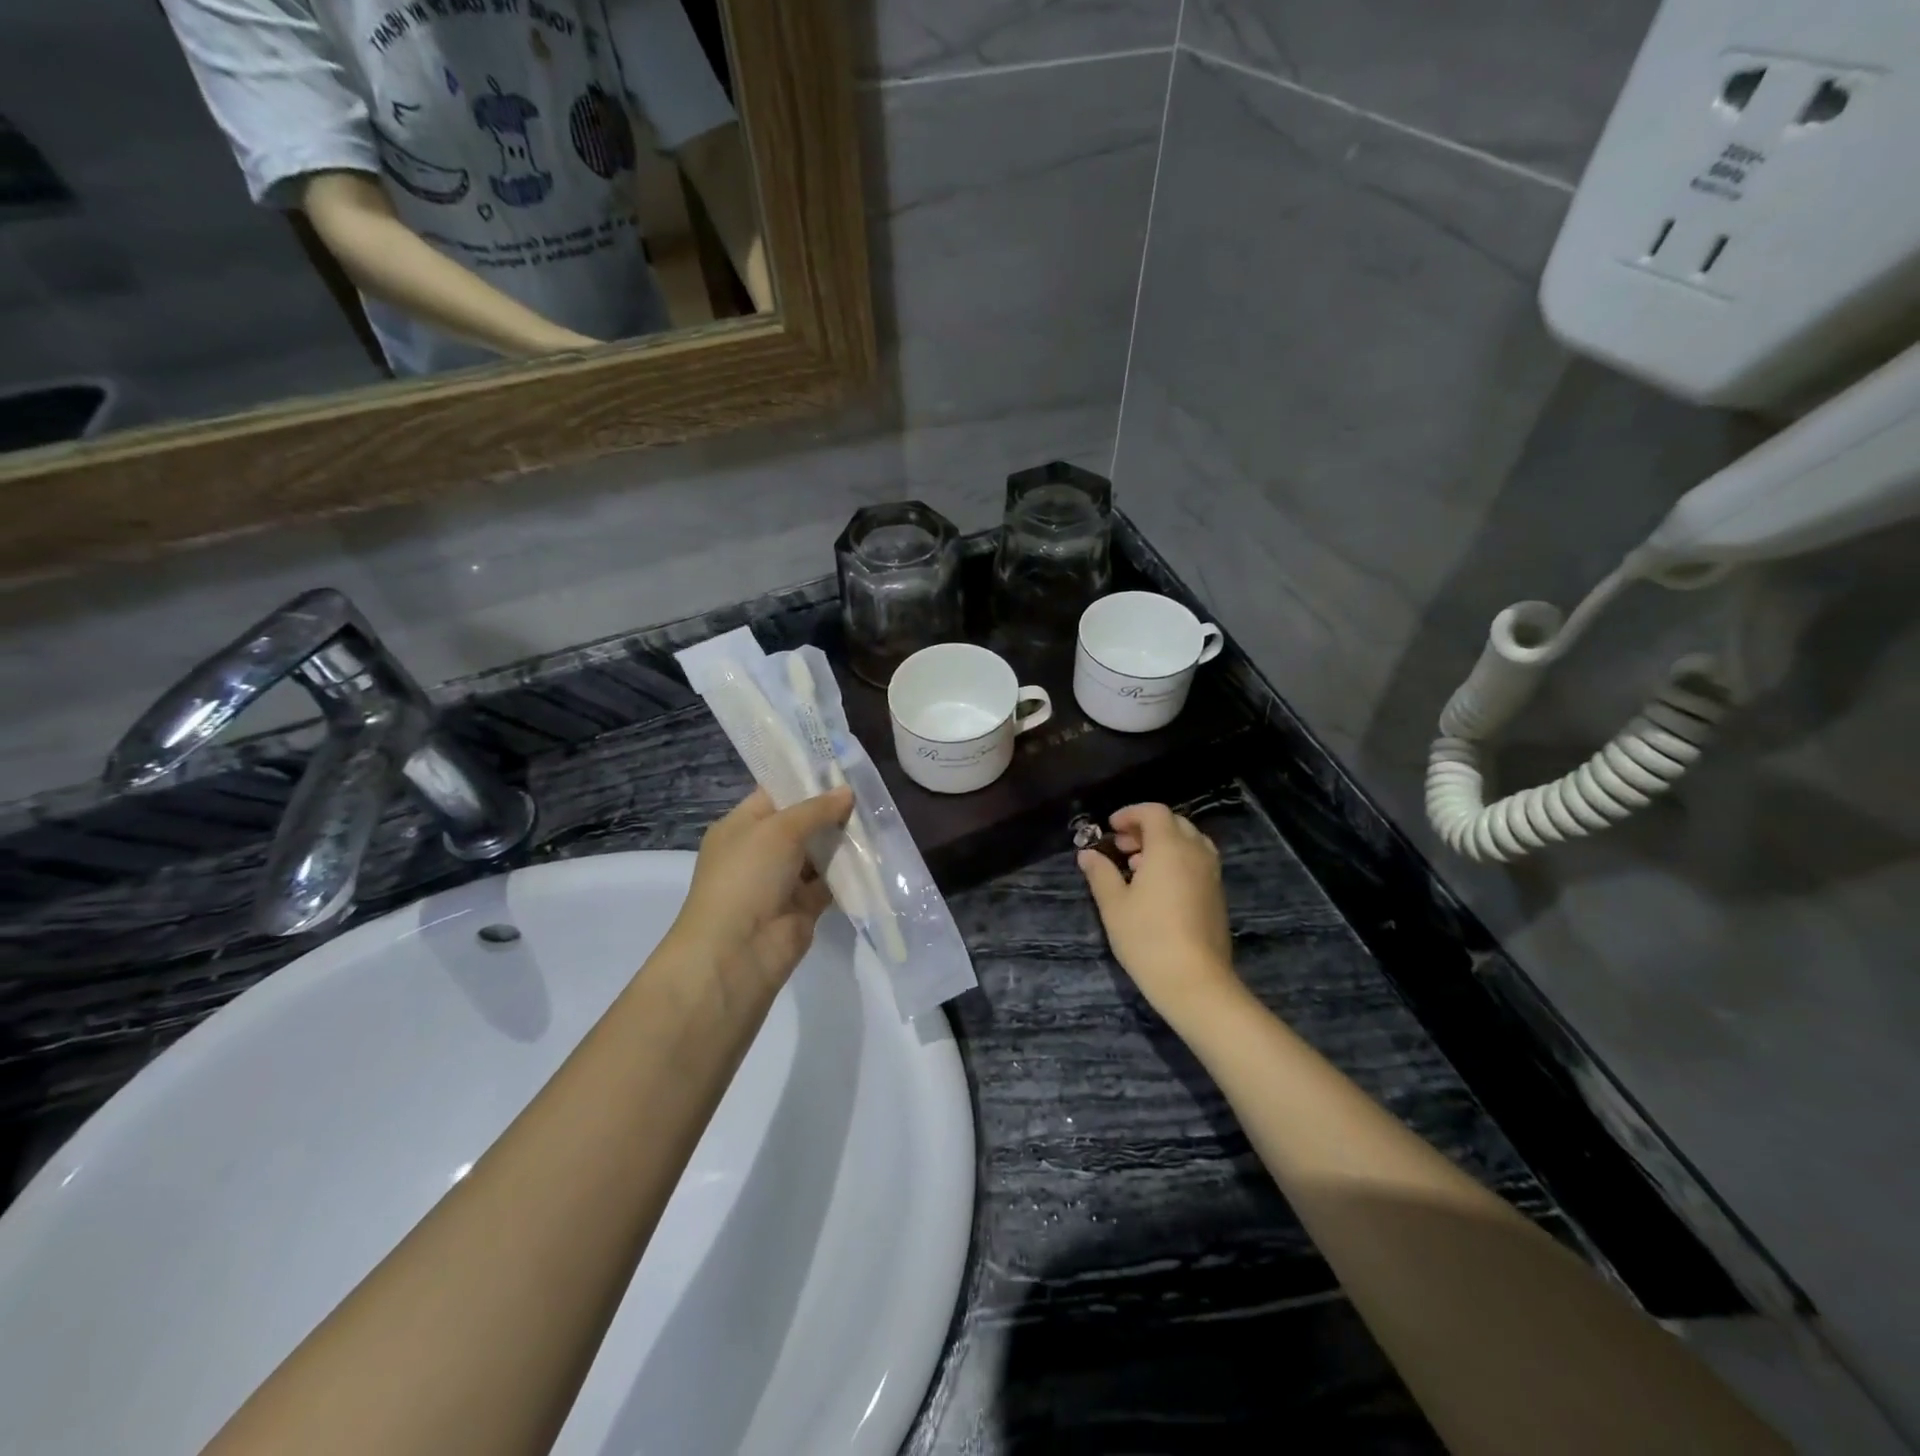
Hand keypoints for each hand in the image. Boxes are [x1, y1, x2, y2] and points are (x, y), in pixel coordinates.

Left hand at [669, 787, 854, 994]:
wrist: (738, 951)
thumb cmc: (747, 876)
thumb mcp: (779, 830)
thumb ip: (816, 809)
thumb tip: (847, 791)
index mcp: (741, 826)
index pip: (775, 793)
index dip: (805, 780)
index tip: (841, 768)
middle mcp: (760, 851)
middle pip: (801, 823)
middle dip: (831, 810)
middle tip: (868, 792)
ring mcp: (782, 880)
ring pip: (818, 852)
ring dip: (843, 840)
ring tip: (877, 817)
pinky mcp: (803, 906)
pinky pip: (830, 881)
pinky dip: (849, 871)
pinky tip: (874, 853)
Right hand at [1079, 804, 1240, 1025]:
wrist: (1195, 981)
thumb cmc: (1147, 937)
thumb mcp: (1114, 904)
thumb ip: (1100, 873)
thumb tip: (1087, 854)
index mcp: (1169, 847)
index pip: (1154, 812)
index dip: (1130, 814)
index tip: (1110, 829)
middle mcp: (1195, 853)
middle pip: (1174, 823)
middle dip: (1146, 829)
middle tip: (1121, 847)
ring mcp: (1211, 874)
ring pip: (1189, 843)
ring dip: (1163, 845)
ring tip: (1137, 867)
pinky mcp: (1218, 895)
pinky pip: (1197, 862)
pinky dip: (1177, 861)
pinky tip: (1157, 888)